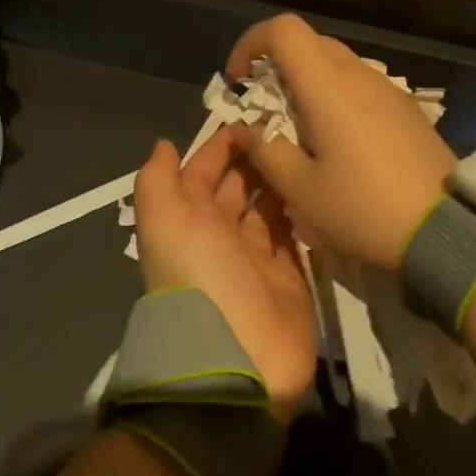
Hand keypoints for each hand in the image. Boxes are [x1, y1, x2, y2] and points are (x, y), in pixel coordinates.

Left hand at [134, 127, 316, 416]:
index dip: (220, 146)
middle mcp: (220, 235)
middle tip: (288, 125)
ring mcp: (256, 256)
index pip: (202, 173)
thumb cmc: (200, 278)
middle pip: (238, 186)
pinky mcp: (290, 275)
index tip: (250, 116)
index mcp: (188, 221)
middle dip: (255, 157)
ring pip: (268, 206)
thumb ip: (158, 181)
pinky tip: (317, 182)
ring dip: (280, 178)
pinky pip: (295, 232)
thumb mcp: (165, 222)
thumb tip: (164, 145)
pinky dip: (301, 209)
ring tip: (307, 146)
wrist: (238, 358)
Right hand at [226, 14, 455, 271]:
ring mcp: (388, 90)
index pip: (284, 29)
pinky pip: (360, 85)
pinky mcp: (406, 109)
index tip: (239, 80)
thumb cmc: (363, 209)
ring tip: (299, 130)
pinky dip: (335, 96)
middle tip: (264, 108)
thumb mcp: (301, 190)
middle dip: (277, 65)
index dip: (251, 43)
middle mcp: (359, 75)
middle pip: (310, 42)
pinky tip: (337, 142)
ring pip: (336, 63)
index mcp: (328, 86)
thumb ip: (265, 150)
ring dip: (307, 82)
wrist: (444, 230)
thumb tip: (246, 127)